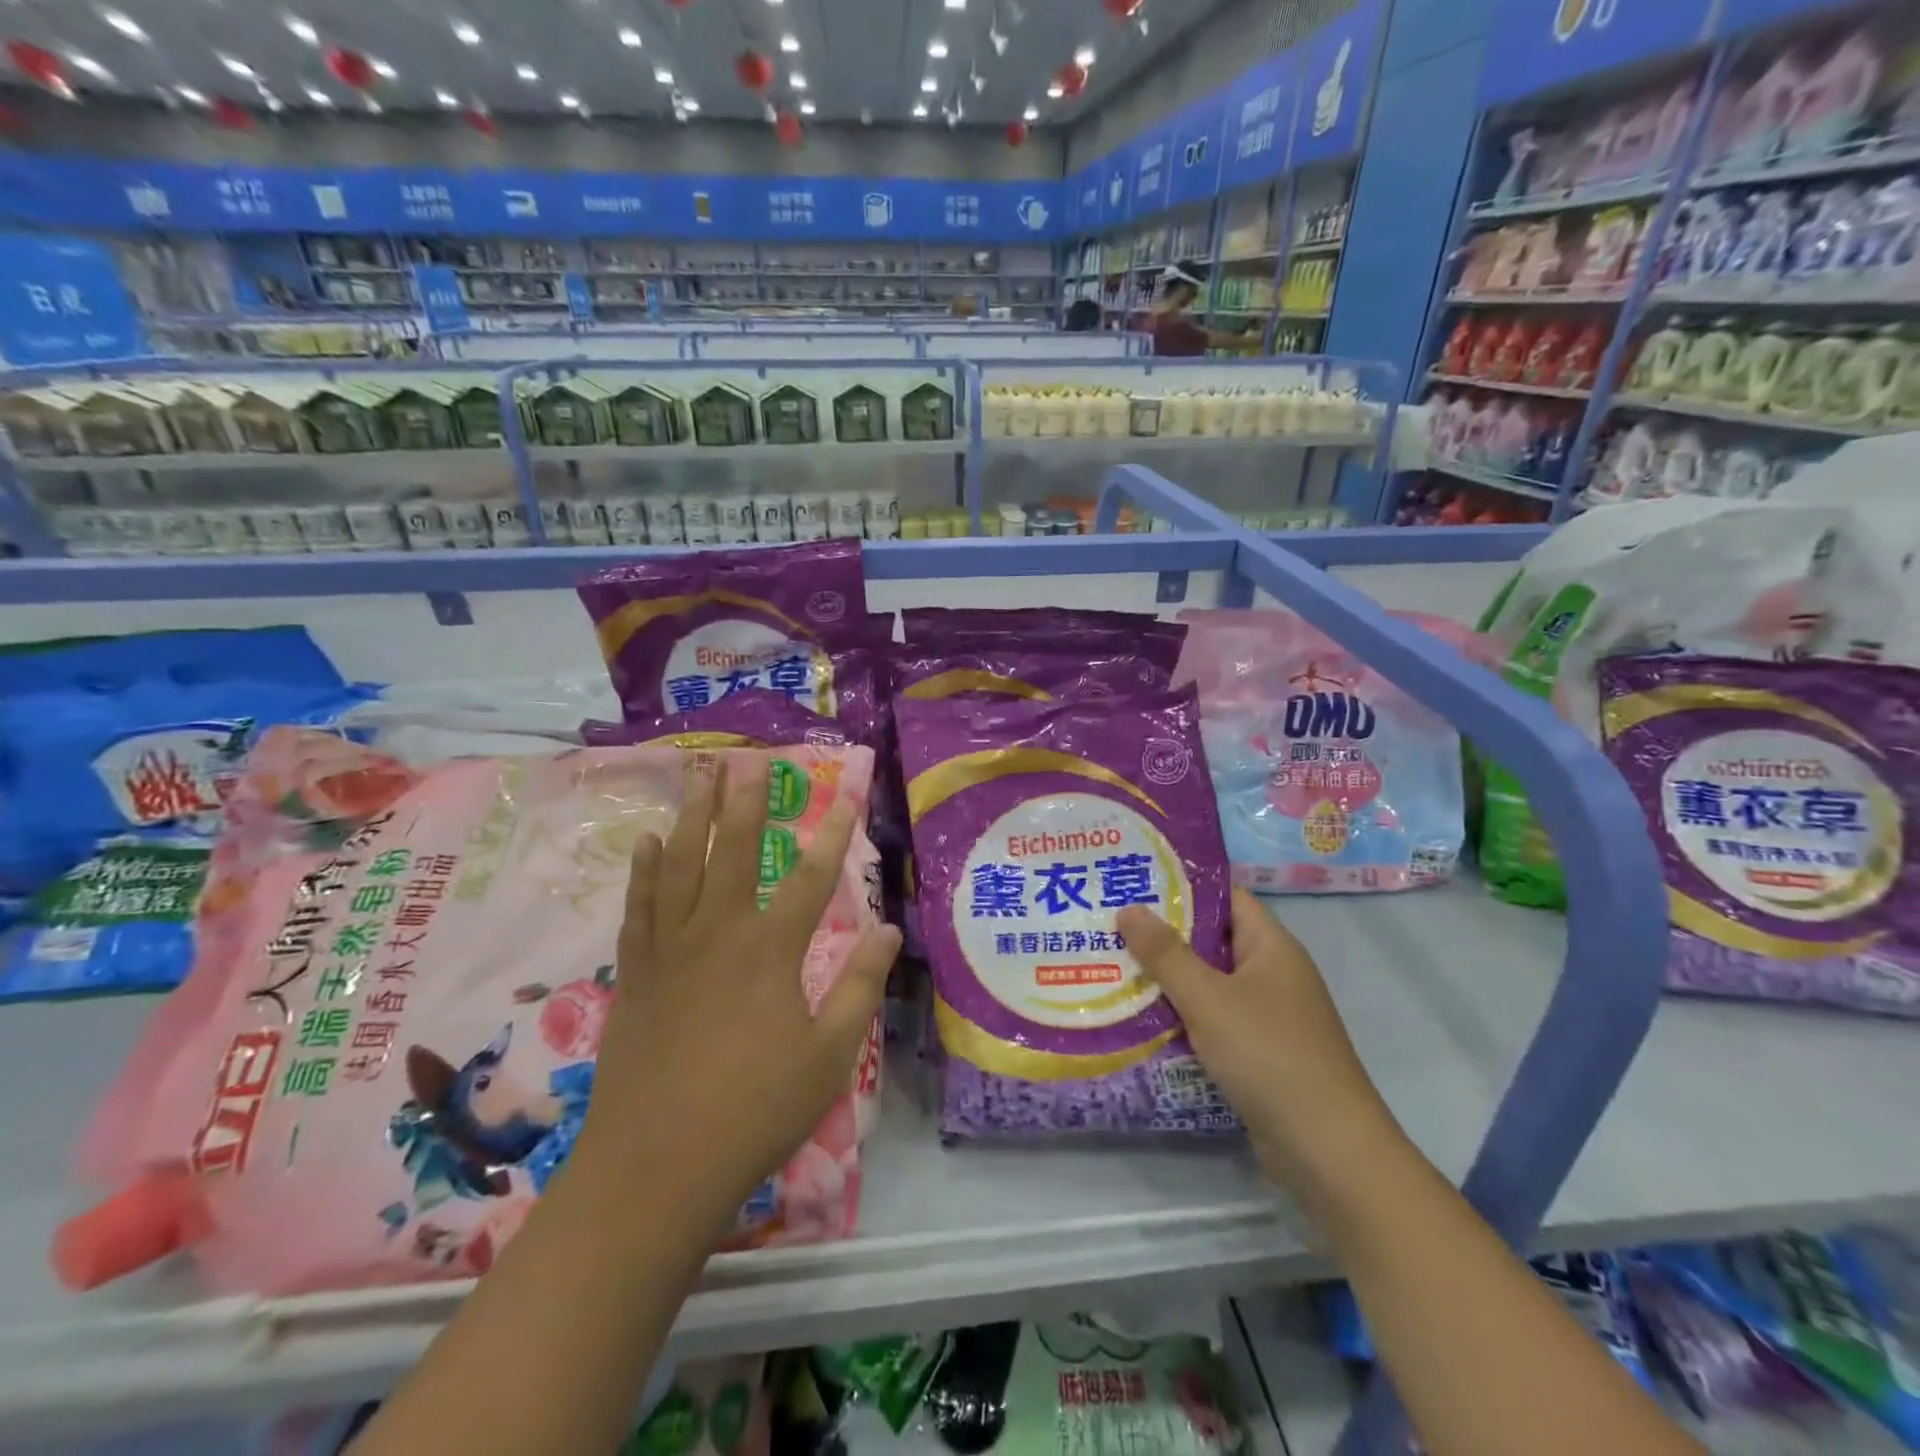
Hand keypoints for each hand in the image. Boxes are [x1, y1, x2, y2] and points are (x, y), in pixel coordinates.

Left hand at [574, 758, 900, 1229]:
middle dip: (746, 803)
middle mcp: (719, 933)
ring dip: (694, 817)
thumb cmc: (755, 1110)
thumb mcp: (829, 1054)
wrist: (657, 1167)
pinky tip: (648, 841)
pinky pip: (639, 907)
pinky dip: (644, 871)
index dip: (835, 833)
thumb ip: (859, 985)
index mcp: (771, 950)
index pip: (813, 878)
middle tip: (748, 759)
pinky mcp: (636, 973)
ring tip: (700, 776)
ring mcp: (671, 949)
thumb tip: (890, 928)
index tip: (847, 794)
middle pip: (736, 852)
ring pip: (682, 866)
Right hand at [1117, 889, 1397, 1192]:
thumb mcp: (1208, 999)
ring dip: (1167, 980)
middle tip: (1109, 927)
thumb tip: (1129, 909)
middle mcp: (1273, 974)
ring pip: (1209, 984)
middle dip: (1162, 936)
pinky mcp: (1259, 1053)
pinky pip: (1213, 1021)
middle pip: (1212, 941)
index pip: (1225, 897)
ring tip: (1112, 968)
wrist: (1328, 1153)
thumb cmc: (1269, 1056)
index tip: (1133, 884)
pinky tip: (1141, 1020)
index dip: (1181, 887)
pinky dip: (1182, 1018)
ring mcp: (1268, 1016)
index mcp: (1272, 947)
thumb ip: (1166, 954)